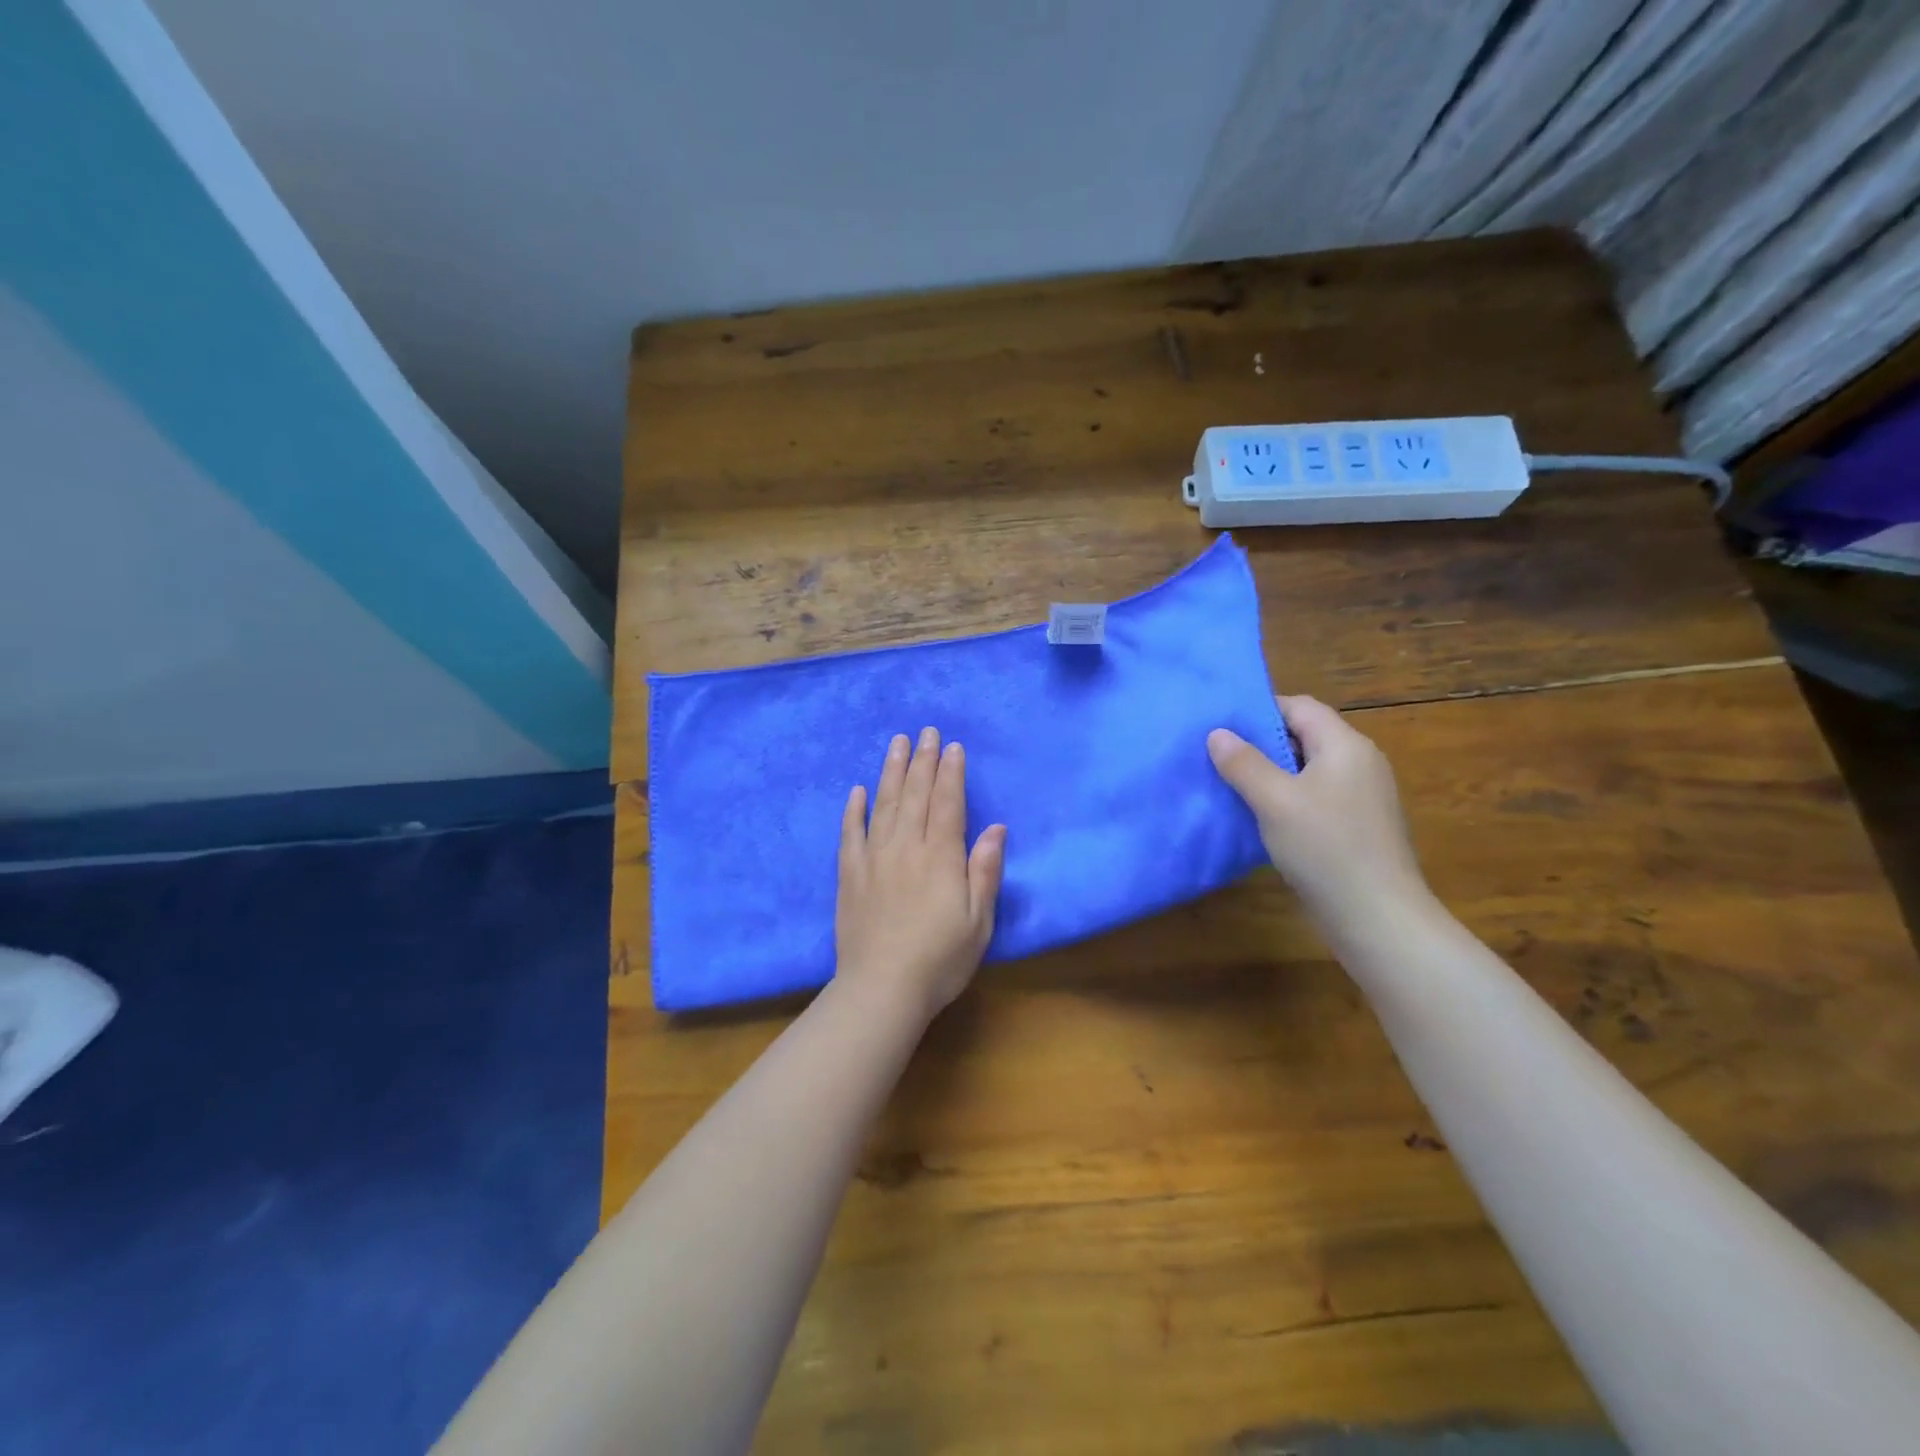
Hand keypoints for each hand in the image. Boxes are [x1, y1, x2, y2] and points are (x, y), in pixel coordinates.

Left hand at [836, 727, 1006, 1018]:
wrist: (881, 989)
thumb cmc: (940, 960)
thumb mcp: (978, 921)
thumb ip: (985, 871)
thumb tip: (996, 827)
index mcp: (940, 857)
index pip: (947, 803)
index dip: (951, 773)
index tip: (951, 746)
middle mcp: (906, 848)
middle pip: (914, 795)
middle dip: (922, 761)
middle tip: (925, 731)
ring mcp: (874, 859)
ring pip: (883, 804)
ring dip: (891, 771)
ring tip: (896, 743)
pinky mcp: (849, 875)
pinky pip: (850, 833)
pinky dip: (854, 809)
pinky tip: (857, 790)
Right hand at [1207, 696, 1429, 934]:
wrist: (1378, 917)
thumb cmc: (1326, 848)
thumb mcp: (1275, 801)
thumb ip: (1243, 763)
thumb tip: (1217, 733)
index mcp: (1346, 746)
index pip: (1300, 707)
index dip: (1260, 709)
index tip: (1221, 724)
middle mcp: (1359, 763)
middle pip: (1304, 737)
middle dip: (1260, 743)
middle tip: (1217, 754)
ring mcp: (1362, 797)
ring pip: (1307, 771)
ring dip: (1270, 774)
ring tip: (1230, 785)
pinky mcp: (1357, 827)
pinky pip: (1315, 798)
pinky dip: (1286, 800)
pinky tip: (1260, 818)